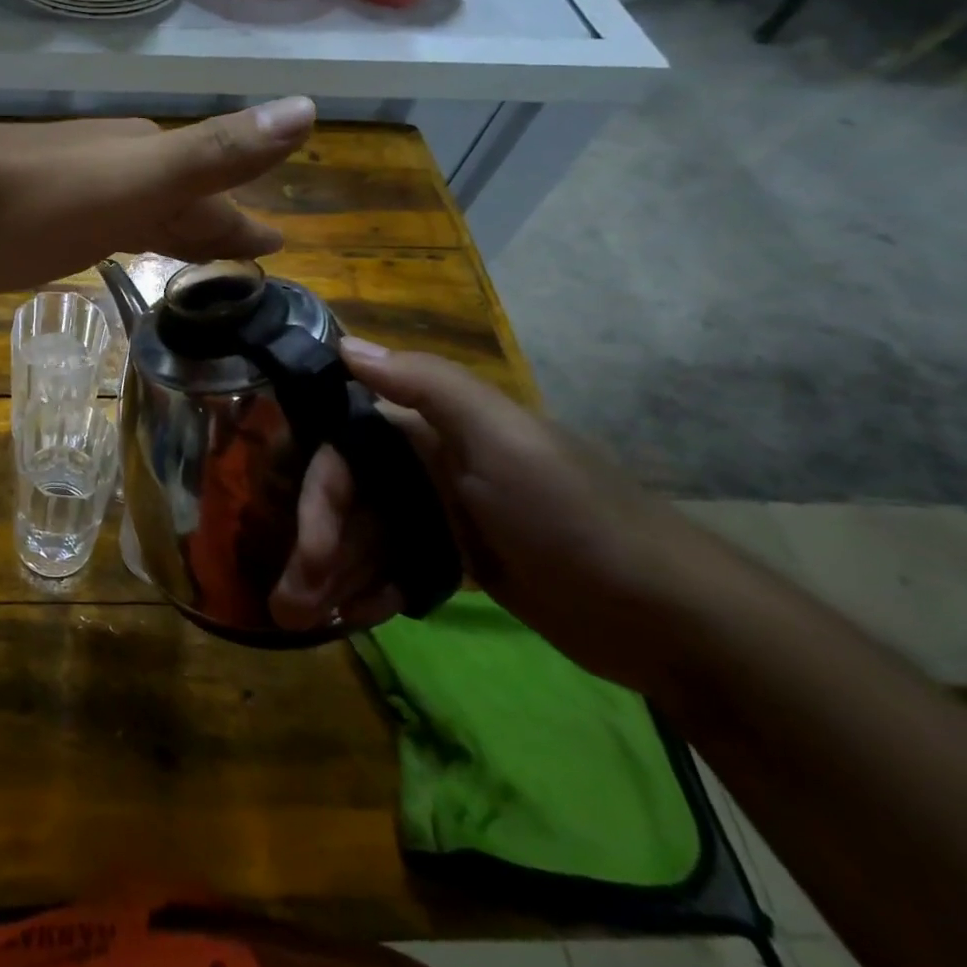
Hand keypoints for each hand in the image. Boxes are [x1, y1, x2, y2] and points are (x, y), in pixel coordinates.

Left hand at [0, 98, 317, 291]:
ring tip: (195, 257)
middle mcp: (113, 167)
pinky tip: (116, 247)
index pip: (213, 190)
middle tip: (247, 254)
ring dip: (169, 231)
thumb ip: (215, 151)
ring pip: (138, 211)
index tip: (277, 243)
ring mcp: (73, 191)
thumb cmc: (43, 200)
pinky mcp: (36, 219)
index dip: (244, 220)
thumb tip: (308, 108)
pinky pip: (100, 227)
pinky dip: (123, 239)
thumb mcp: (138, 178)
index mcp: (144, 158)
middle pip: (178, 199)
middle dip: (213, 224)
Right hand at [269, 339, 689, 691]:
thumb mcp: (505, 441)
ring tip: (310, 621)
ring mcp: (442, 513)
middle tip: (293, 606)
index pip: (343, 453)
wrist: (673, 619)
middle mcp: (427, 463)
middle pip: (347, 500)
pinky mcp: (457, 558)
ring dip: (333, 576)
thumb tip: (344, 344)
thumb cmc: (576, 519)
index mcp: (430, 428)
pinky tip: (361, 618)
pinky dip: (371, 589)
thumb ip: (427, 385)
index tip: (308, 552)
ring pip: (364, 537)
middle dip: (316, 549)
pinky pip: (392, 566)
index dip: (318, 499)